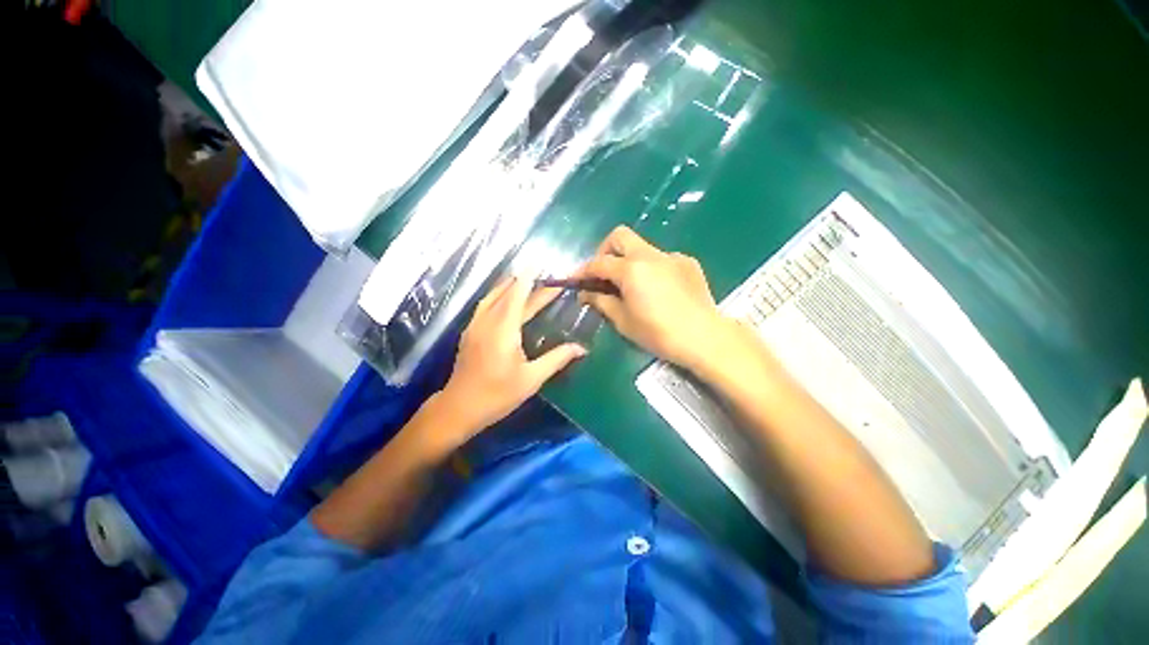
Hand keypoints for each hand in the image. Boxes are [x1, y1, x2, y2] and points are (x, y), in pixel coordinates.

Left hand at [435, 276, 586, 445]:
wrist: (459, 408)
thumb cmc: (498, 395)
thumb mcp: (531, 379)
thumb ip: (557, 359)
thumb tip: (582, 348)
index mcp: (503, 329)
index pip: (518, 295)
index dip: (530, 278)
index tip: (540, 264)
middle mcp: (487, 321)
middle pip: (508, 294)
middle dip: (527, 283)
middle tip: (547, 279)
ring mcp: (475, 325)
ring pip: (493, 296)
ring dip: (510, 286)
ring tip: (527, 280)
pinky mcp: (470, 331)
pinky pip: (486, 305)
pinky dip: (499, 295)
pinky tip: (506, 299)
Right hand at [578, 226, 728, 369]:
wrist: (704, 337)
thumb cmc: (658, 333)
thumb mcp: (623, 321)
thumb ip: (601, 302)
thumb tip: (586, 293)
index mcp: (631, 269)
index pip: (599, 263)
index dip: (582, 271)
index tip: (573, 280)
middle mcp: (650, 255)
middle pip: (620, 236)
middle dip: (605, 251)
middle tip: (603, 274)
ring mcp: (672, 256)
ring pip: (642, 247)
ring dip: (629, 261)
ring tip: (632, 286)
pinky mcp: (688, 263)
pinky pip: (662, 259)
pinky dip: (652, 269)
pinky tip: (658, 290)